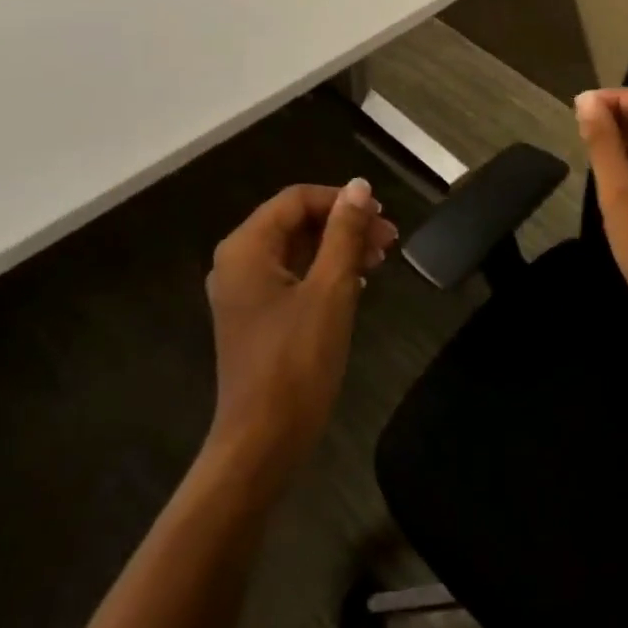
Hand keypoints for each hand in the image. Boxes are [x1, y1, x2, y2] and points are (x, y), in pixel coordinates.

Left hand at [203, 179, 397, 486]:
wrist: (263, 441)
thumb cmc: (296, 361)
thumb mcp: (331, 289)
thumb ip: (345, 233)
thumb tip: (359, 186)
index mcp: (247, 248)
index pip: (297, 200)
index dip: (341, 200)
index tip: (382, 215)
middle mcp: (238, 262)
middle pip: (296, 222)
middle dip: (344, 224)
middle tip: (389, 239)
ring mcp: (244, 292)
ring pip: (297, 250)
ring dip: (339, 247)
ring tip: (381, 258)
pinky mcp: (256, 317)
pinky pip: (293, 276)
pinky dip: (325, 272)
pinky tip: (359, 283)